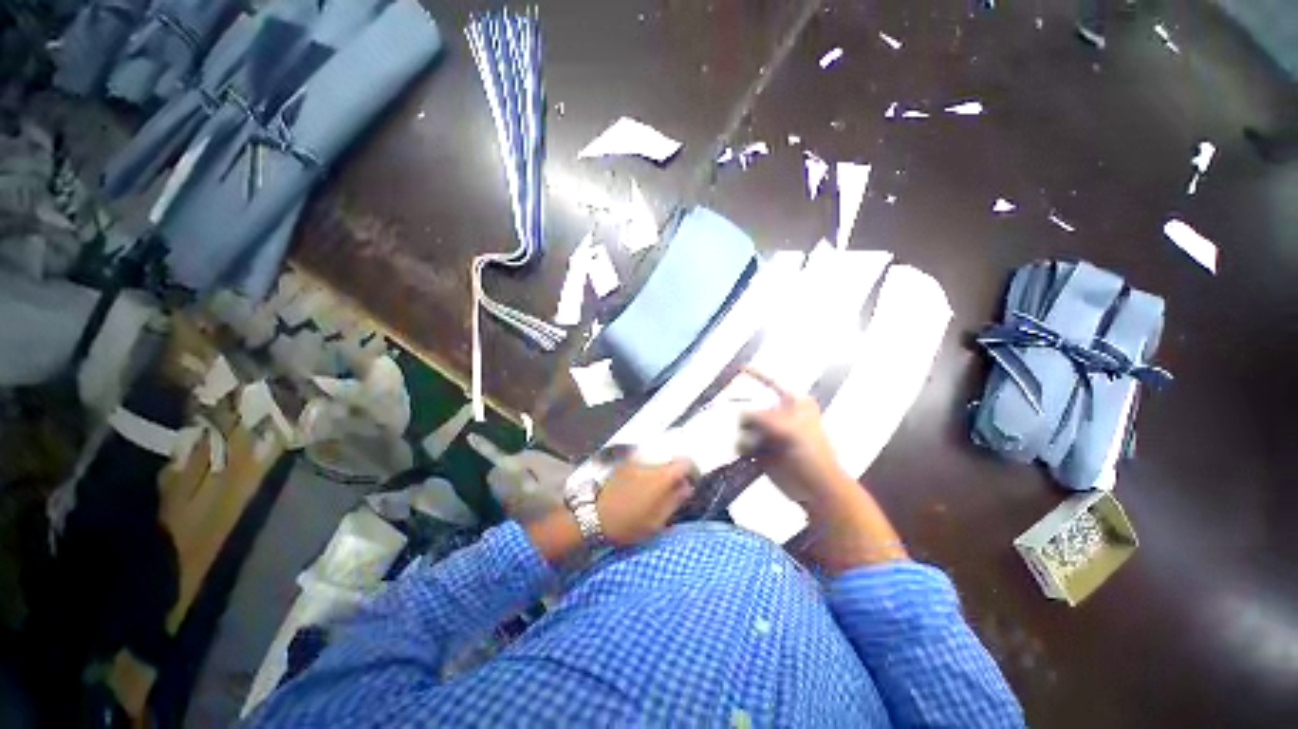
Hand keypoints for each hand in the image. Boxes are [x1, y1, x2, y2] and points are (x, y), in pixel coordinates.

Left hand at [596, 458, 693, 545]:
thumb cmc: (628, 524)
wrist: (595, 518)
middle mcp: (650, 462)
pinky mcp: (625, 463)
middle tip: (676, 488)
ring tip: (659, 488)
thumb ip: (675, 500)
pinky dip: (650, 468)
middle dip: (677, 471)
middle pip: (672, 459)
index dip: (692, 471)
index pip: (685, 462)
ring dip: (663, 470)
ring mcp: (636, 460)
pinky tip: (644, 484)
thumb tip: (688, 486)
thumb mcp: (656, 521)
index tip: (691, 483)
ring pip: (658, 459)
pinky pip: (645, 461)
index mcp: (661, 477)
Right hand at [740, 369, 907, 570]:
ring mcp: (770, 433)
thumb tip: (740, 412)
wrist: (817, 488)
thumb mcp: (789, 430)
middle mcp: (780, 415)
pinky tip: (740, 449)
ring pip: (746, 424)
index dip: (756, 375)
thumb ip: (763, 418)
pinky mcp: (762, 450)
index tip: (739, 368)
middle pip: (754, 404)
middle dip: (740, 407)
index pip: (772, 384)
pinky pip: (744, 442)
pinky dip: (739, 445)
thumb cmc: (811, 454)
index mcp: (794, 404)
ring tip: (736, 434)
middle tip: (725, 409)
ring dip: (738, 429)